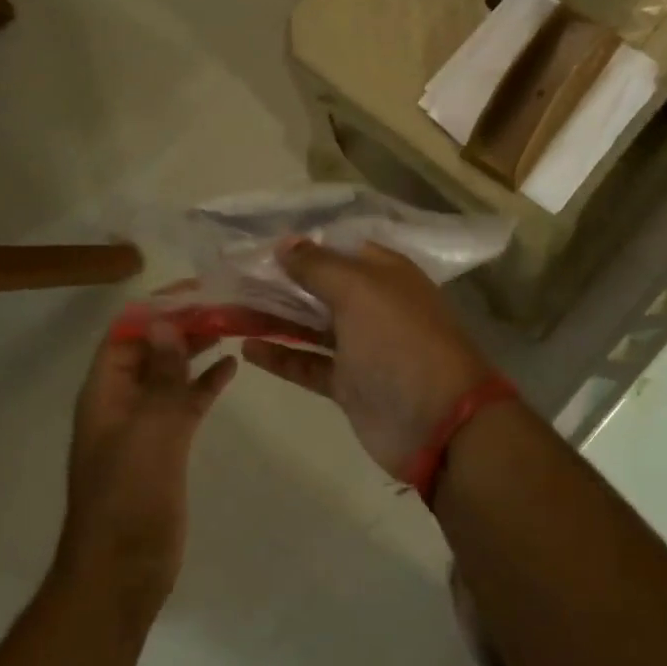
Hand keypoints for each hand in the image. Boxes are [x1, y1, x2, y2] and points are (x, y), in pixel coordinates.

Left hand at [58, 320, 235, 616]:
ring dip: (197, 348)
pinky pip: (186, 402)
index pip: (128, 330)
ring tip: (234, 325)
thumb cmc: (129, 496)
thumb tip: (166, 323)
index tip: (200, 289)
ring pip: (171, 372)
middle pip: (152, 347)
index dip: (158, 306)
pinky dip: (206, 383)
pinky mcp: (166, 444)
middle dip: (184, 323)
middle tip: (227, 303)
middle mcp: (122, 398)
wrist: (122, 570)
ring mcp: (144, 422)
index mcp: (106, 389)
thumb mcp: (149, 429)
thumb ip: (162, 376)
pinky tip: (233, 367)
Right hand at [243, 240, 497, 478]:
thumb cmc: (400, 342)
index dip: (299, 245)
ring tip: (228, 308)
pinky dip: (280, 355)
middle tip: (231, 277)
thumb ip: (318, 266)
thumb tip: (284, 242)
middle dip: (278, 281)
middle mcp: (372, 304)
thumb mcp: (360, 291)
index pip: (335, 248)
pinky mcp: (348, 383)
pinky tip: (247, 346)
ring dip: (272, 316)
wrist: (438, 423)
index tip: (255, 245)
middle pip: (318, 286)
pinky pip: (308, 363)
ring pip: (308, 325)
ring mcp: (360, 346)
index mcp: (383, 273)